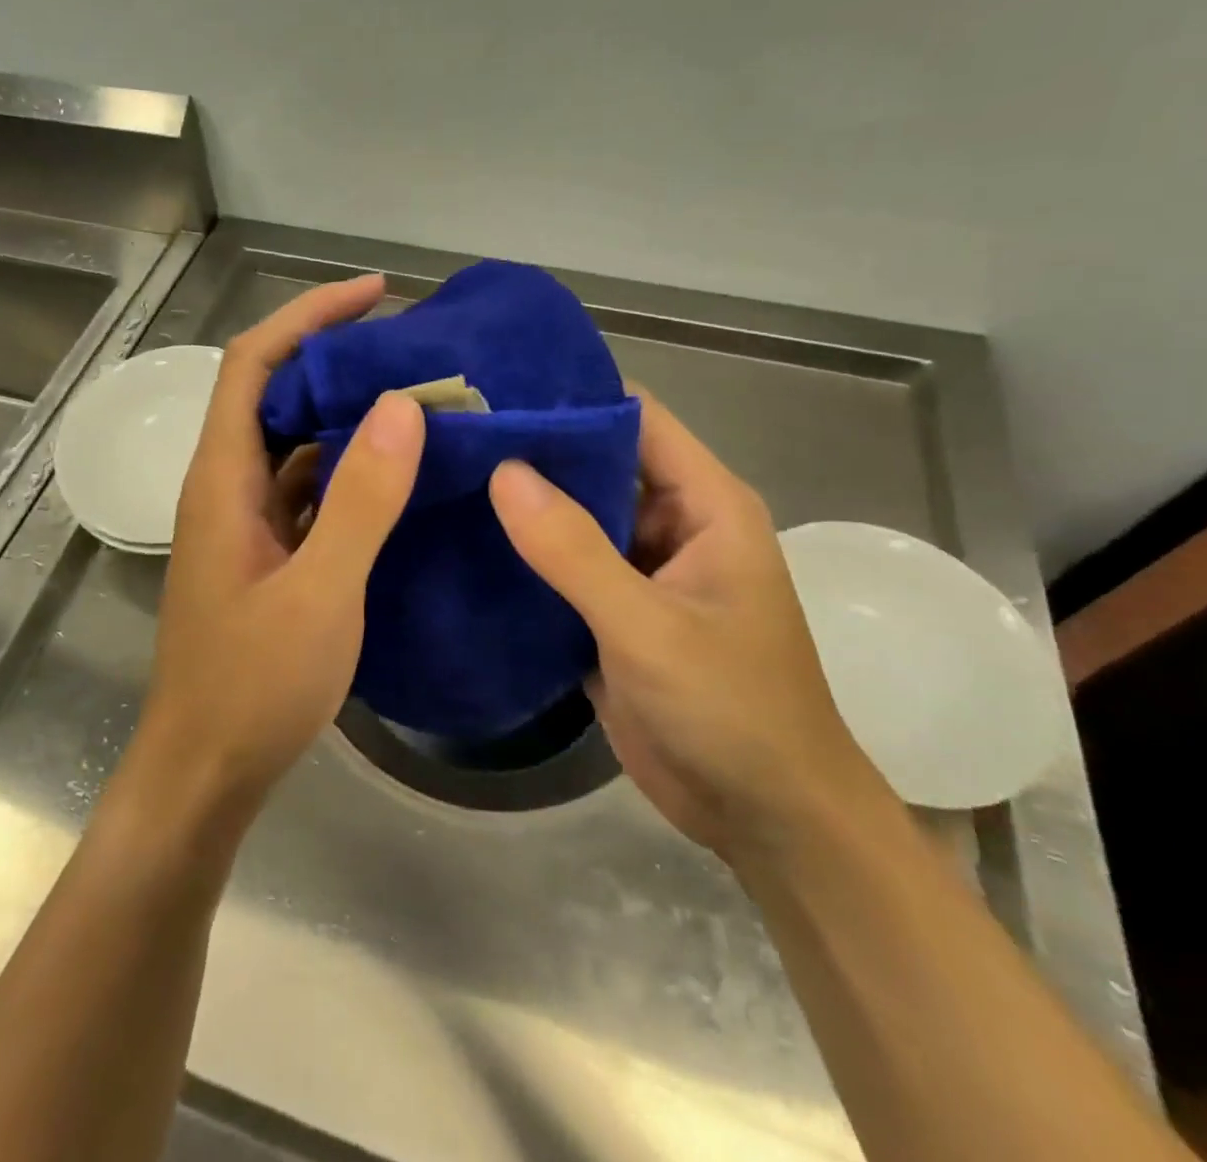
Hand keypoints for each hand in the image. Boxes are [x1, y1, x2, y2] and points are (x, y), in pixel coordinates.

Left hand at [133, 275, 425, 819]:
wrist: (206, 771)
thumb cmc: (253, 686)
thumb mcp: (319, 593)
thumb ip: (361, 501)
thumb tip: (402, 406)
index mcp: (222, 480)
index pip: (253, 365)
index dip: (307, 318)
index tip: (373, 294)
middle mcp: (227, 488)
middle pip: (272, 395)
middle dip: (334, 360)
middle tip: (409, 348)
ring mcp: (246, 524)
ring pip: (294, 444)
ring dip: (346, 417)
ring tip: (416, 400)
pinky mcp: (266, 555)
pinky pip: (308, 491)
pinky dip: (349, 470)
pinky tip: (397, 475)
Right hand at [488, 387, 884, 859]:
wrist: (763, 818)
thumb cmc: (731, 711)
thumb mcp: (649, 627)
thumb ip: (574, 550)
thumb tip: (502, 470)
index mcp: (704, 504)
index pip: (634, 419)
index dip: (571, 397)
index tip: (494, 387)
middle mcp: (671, 523)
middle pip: (595, 462)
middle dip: (532, 449)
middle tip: (450, 433)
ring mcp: (638, 569)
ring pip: (572, 515)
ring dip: (520, 503)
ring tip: (442, 475)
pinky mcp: (611, 611)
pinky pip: (561, 565)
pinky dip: (522, 554)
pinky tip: (462, 541)